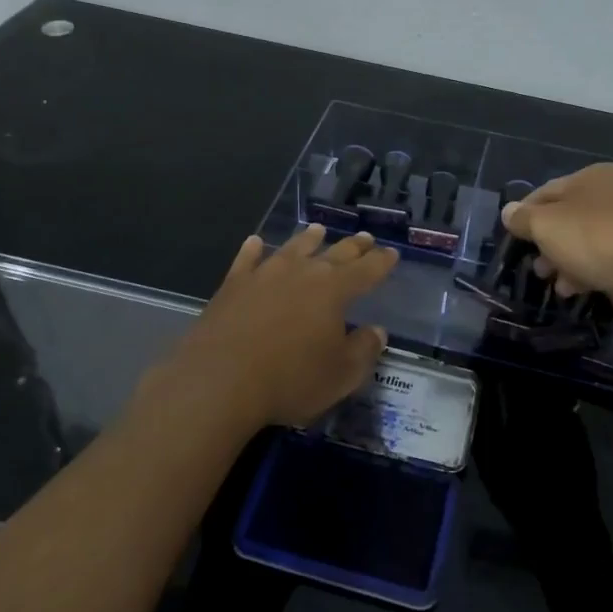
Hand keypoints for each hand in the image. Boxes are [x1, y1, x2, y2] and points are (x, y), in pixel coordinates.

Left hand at [136, 225, 396, 437]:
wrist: (220, 380)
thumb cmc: (290, 380)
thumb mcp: (341, 375)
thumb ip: (363, 350)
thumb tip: (377, 331)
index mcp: (334, 291)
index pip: (366, 271)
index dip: (381, 262)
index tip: (392, 253)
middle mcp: (302, 273)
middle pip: (333, 254)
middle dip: (352, 247)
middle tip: (364, 238)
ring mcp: (264, 275)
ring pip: (292, 249)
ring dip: (307, 240)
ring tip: (318, 230)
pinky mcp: (233, 286)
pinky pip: (247, 260)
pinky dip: (254, 250)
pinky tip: (256, 242)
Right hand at [500, 163, 612, 325]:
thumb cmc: (596, 238)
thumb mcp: (546, 224)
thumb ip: (523, 219)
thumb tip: (509, 212)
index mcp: (592, 177)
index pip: (546, 191)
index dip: (524, 214)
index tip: (511, 238)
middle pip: (566, 219)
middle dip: (546, 244)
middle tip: (535, 265)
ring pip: (584, 244)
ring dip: (564, 263)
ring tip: (554, 282)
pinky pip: (604, 264)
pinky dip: (587, 275)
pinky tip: (575, 291)